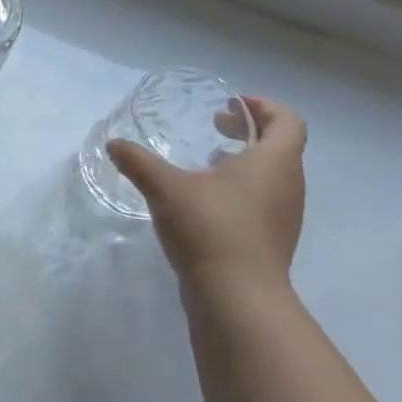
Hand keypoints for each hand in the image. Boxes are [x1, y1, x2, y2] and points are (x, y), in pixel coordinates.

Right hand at [108, 96, 307, 313]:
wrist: (238, 297)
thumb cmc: (211, 227)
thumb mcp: (165, 187)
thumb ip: (138, 161)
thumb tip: (113, 144)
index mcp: (274, 162)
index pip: (287, 121)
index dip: (263, 107)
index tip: (230, 104)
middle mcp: (288, 185)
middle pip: (280, 146)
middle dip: (248, 131)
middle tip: (214, 126)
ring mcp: (283, 216)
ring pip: (270, 175)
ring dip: (243, 161)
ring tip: (205, 162)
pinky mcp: (271, 240)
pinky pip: (261, 200)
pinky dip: (239, 188)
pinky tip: (203, 199)